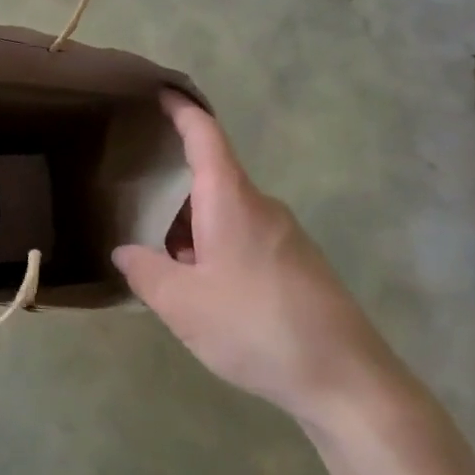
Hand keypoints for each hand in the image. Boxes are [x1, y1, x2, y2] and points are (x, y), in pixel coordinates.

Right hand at [112, 92, 404, 426]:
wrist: (348, 383)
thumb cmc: (256, 327)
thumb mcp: (181, 303)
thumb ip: (144, 271)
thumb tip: (125, 252)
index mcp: (232, 202)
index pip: (205, 137)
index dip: (182, 110)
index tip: (161, 91)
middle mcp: (261, 209)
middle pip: (210, 182)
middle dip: (171, 193)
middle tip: (133, 208)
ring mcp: (284, 238)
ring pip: (224, 216)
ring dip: (191, 230)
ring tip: (161, 263)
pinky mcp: (298, 267)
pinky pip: (243, 240)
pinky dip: (213, 249)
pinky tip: (202, 292)